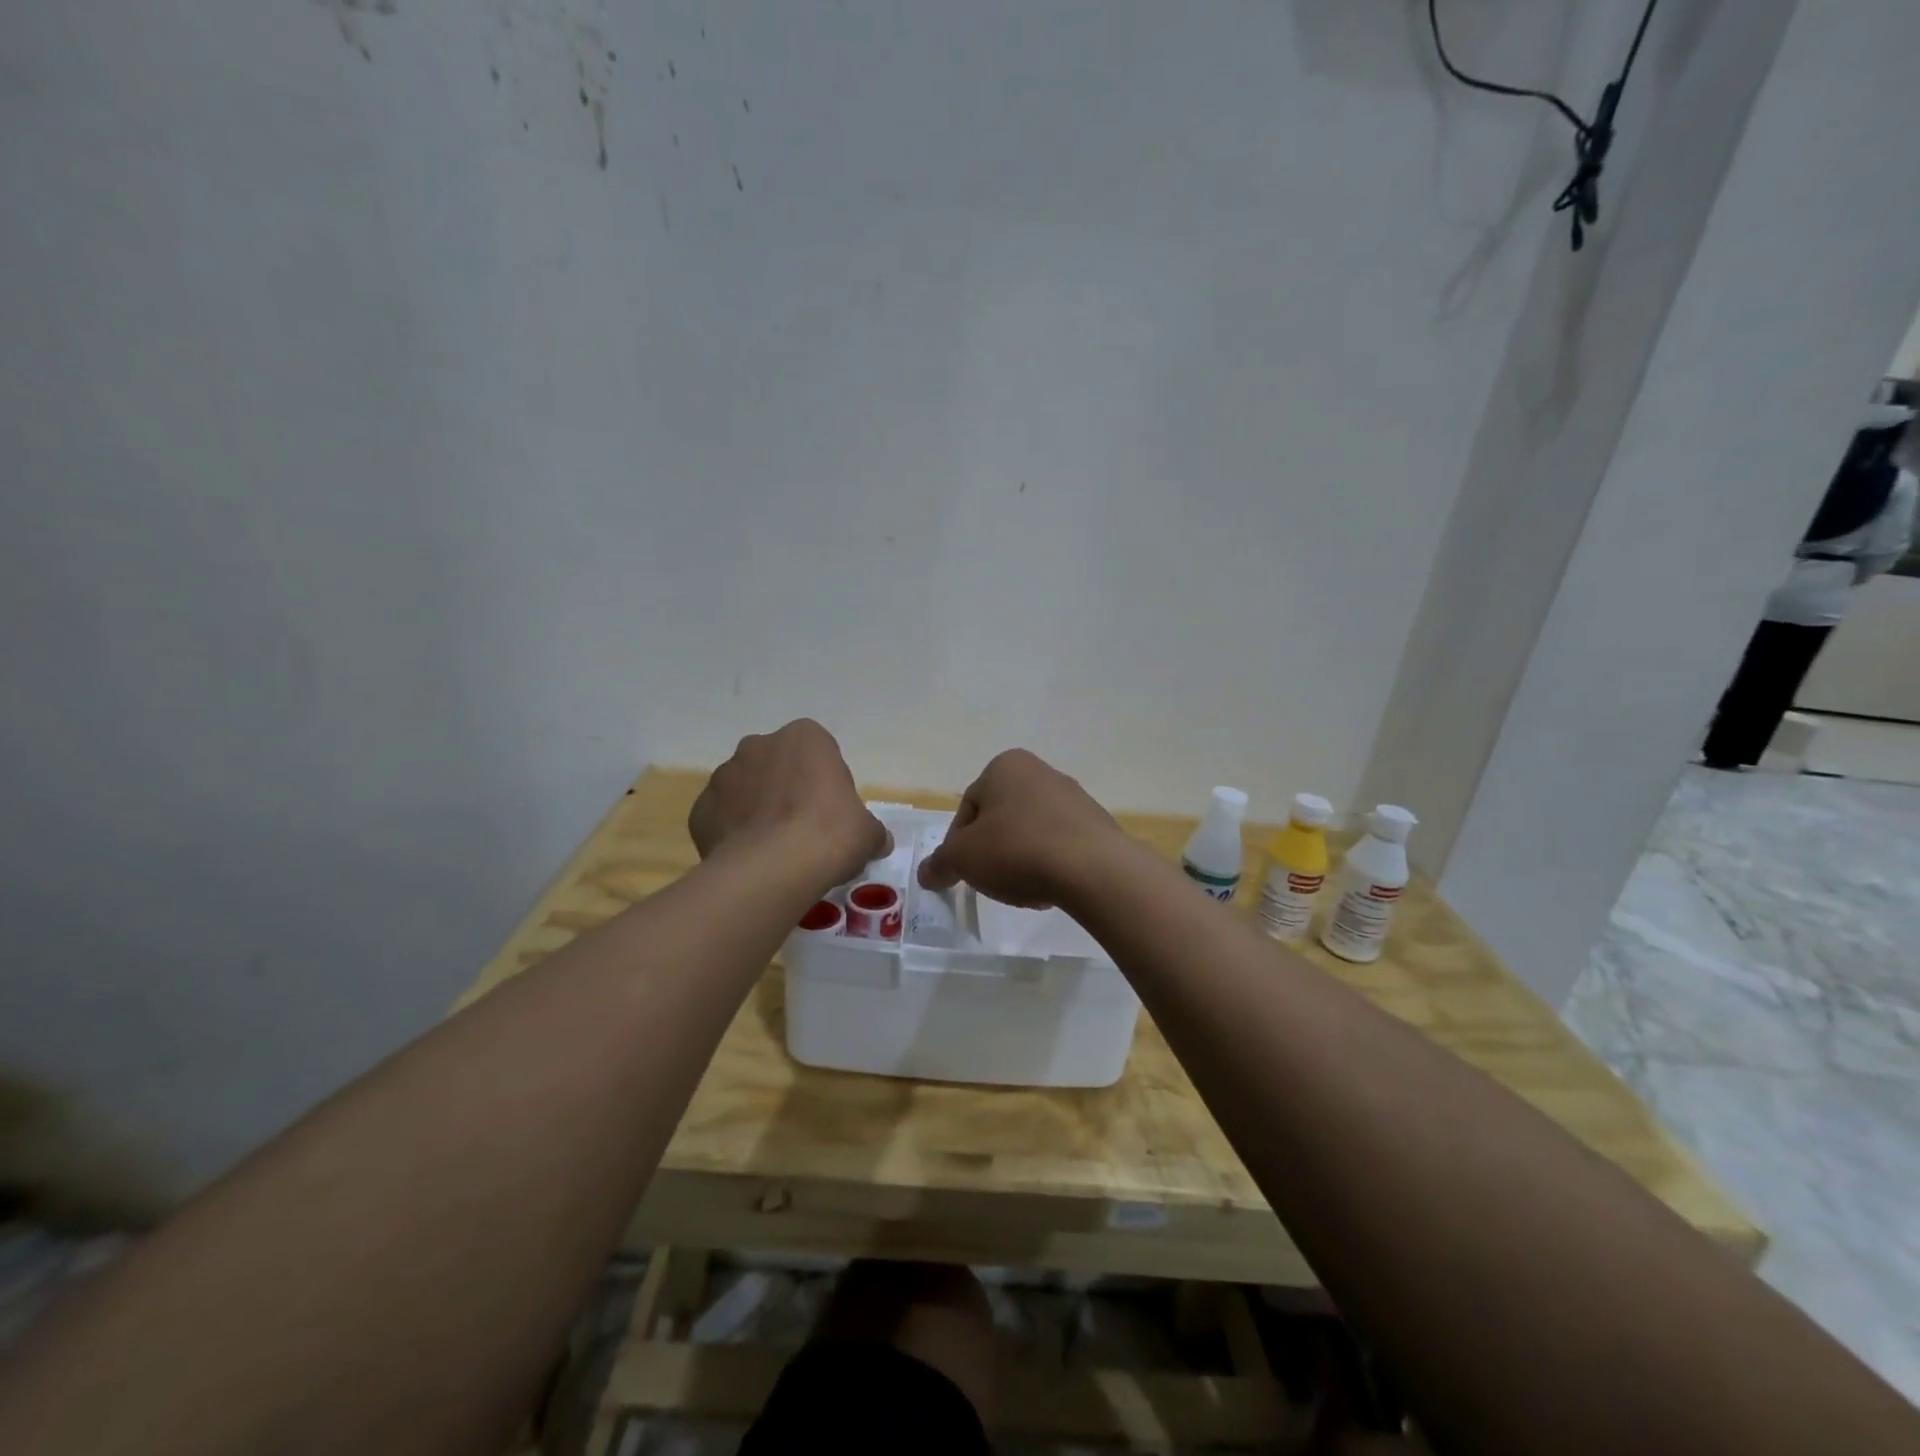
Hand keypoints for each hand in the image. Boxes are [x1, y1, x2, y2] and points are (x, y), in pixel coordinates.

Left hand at [690, 720, 888, 887]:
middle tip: (803, 829)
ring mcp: (724, 775)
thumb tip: (878, 841)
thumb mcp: (867, 833)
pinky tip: (750, 859)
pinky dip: (733, 833)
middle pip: (777, 765)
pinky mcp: (700, 809)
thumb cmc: (830, 835)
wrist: (773, 869)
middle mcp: (759, 745)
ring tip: (774, 849)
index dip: (825, 782)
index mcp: (804, 737)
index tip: (831, 812)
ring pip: (745, 789)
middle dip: (786, 790)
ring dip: (757, 810)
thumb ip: (871, 830)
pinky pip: (722, 817)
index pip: (818, 751)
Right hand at [916, 749, 1126, 908]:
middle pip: (1000, 819)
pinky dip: (1049, 864)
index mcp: (1004, 766)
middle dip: (992, 851)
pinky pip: (1060, 845)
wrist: (1093, 869)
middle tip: (991, 880)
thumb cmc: (1017, 850)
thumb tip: (927, 873)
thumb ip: (941, 863)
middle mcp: (1040, 771)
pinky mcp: (1096, 824)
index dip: (958, 845)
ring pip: (1030, 833)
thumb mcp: (963, 858)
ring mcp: (1073, 796)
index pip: (967, 808)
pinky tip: (1049, 888)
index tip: (963, 872)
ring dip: (1020, 859)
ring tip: (1022, 888)